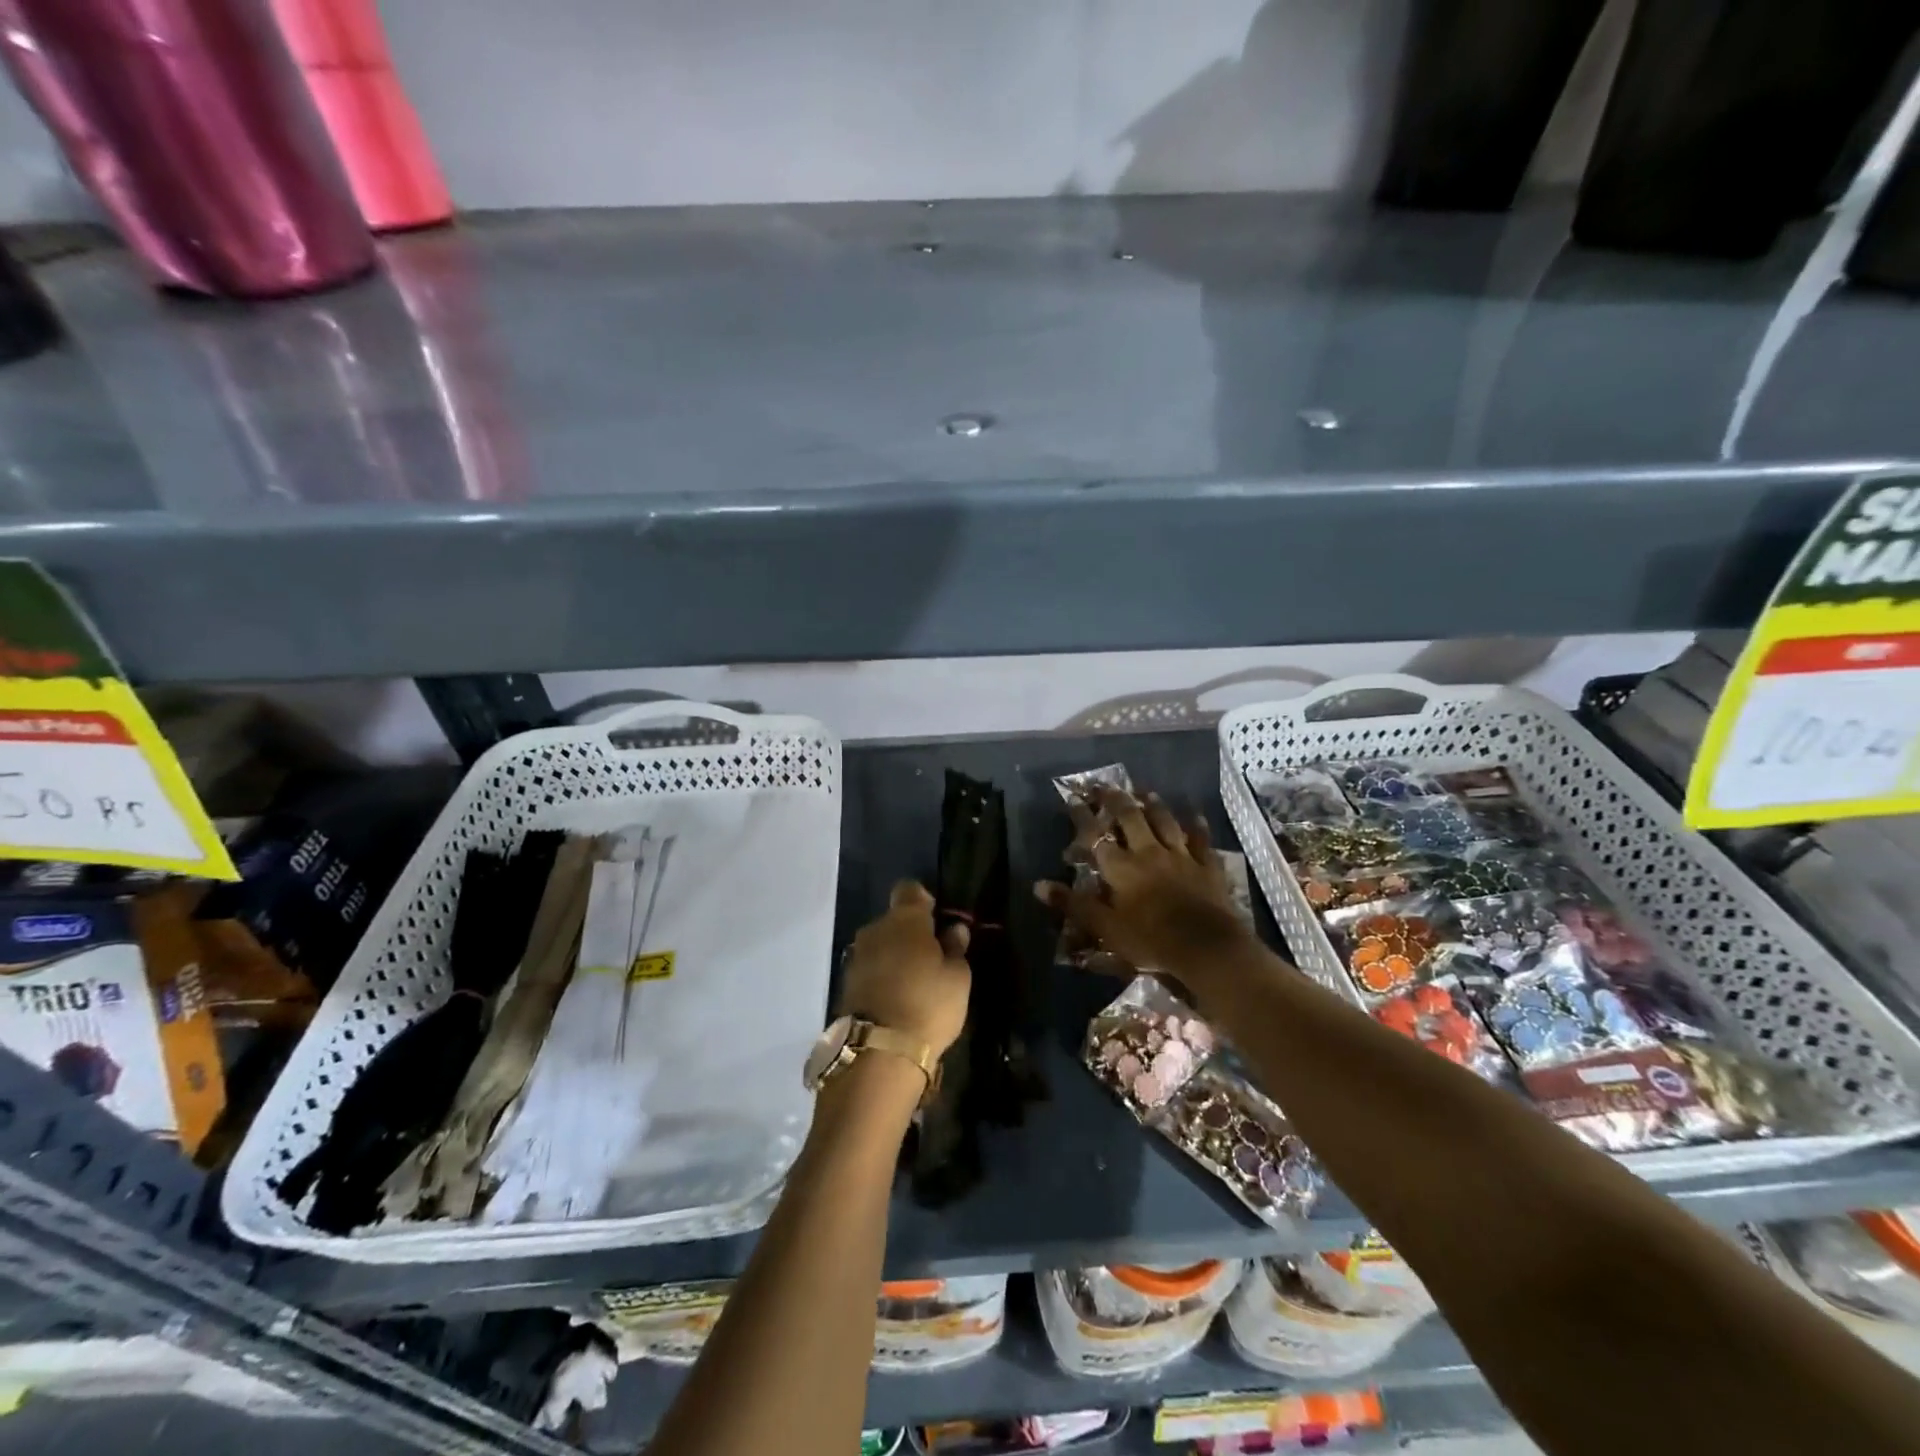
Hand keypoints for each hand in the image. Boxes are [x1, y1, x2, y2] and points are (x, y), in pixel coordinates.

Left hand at [841, 881, 972, 1056]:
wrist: (880, 1053)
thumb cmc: (929, 1004)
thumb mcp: (958, 977)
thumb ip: (956, 948)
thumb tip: (954, 930)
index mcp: (905, 919)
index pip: (910, 889)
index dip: (924, 901)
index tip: (938, 921)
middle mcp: (875, 929)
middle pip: (894, 919)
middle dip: (910, 932)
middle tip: (932, 958)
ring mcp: (856, 956)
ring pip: (880, 944)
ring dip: (895, 955)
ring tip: (914, 983)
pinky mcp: (846, 983)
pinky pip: (870, 967)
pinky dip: (882, 976)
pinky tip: (897, 998)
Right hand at [1036, 785, 1253, 986]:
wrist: (1205, 947)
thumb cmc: (1150, 940)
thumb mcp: (1105, 928)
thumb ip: (1074, 905)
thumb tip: (1039, 886)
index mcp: (1121, 868)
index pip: (1096, 836)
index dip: (1083, 816)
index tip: (1074, 798)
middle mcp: (1149, 853)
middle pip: (1131, 819)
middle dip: (1117, 800)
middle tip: (1107, 786)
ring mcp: (1181, 857)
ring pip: (1165, 823)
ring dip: (1155, 806)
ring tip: (1147, 792)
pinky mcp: (1207, 867)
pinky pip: (1201, 841)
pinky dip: (1198, 827)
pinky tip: (1196, 815)